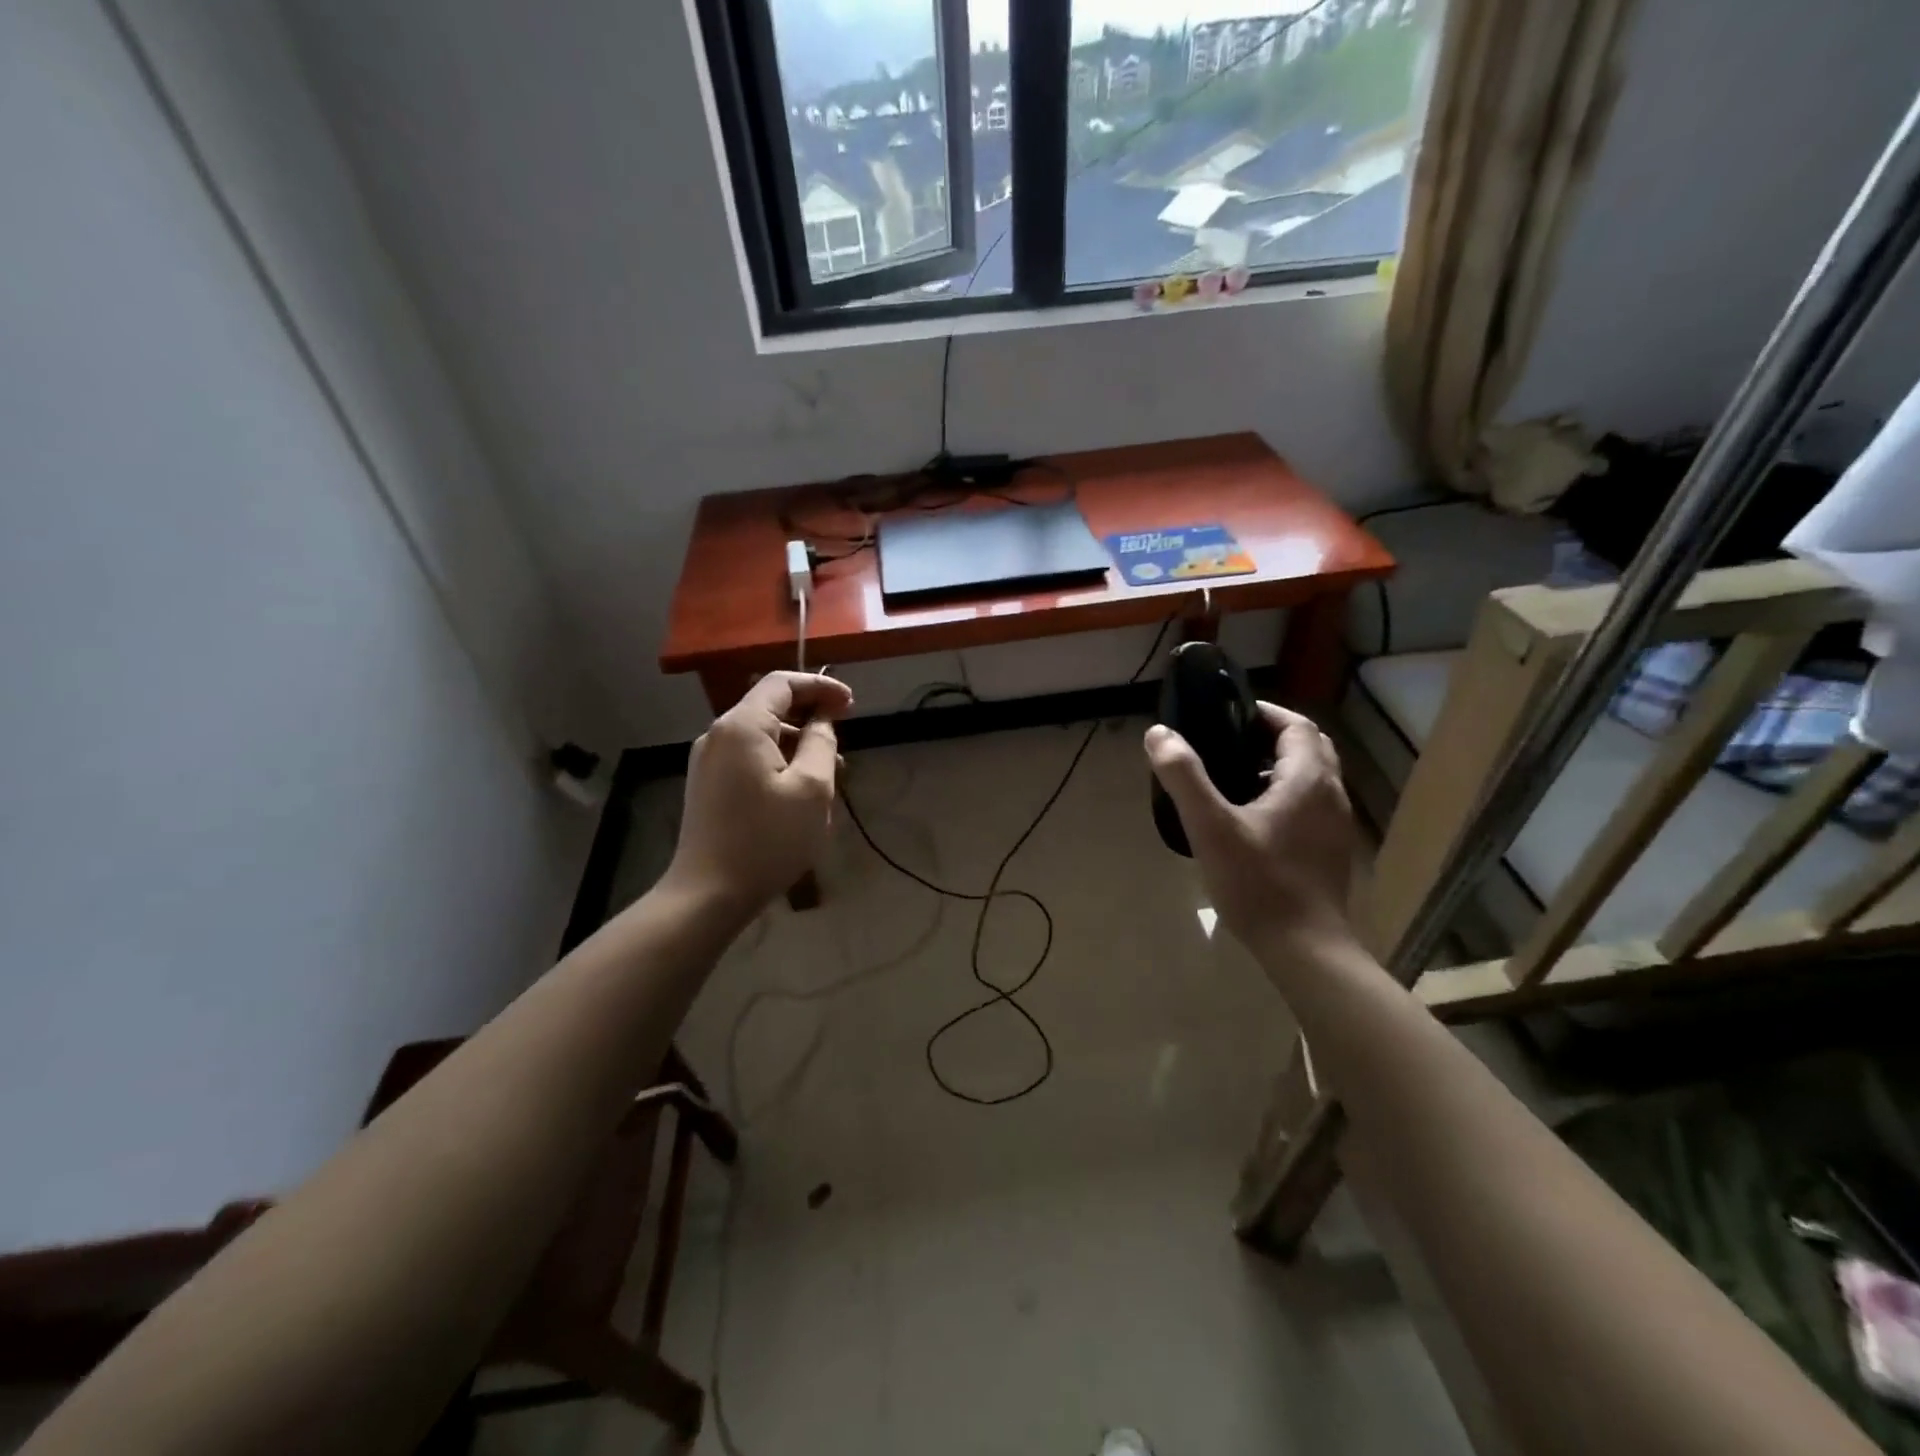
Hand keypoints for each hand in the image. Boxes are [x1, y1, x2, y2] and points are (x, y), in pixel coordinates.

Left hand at [665, 672, 854, 919]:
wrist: (708, 895)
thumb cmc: (767, 840)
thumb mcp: (811, 789)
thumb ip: (821, 744)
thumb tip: (823, 721)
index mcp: (742, 726)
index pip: (782, 683)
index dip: (820, 687)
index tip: (851, 705)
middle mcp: (718, 734)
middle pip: (769, 707)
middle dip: (810, 717)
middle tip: (843, 742)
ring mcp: (708, 761)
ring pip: (761, 735)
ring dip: (796, 744)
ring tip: (829, 775)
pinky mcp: (707, 785)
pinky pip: (748, 758)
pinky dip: (777, 761)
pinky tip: (798, 792)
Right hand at [1144, 703, 1357, 964]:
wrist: (1304, 948)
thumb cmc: (1258, 883)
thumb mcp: (1210, 827)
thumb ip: (1184, 777)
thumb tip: (1159, 734)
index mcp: (1307, 780)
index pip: (1295, 725)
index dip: (1264, 713)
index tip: (1227, 714)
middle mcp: (1331, 794)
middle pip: (1309, 747)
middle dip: (1271, 736)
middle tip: (1229, 742)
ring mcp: (1335, 824)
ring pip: (1312, 777)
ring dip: (1278, 766)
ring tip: (1233, 776)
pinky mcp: (1330, 850)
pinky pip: (1310, 804)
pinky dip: (1285, 794)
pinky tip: (1252, 819)